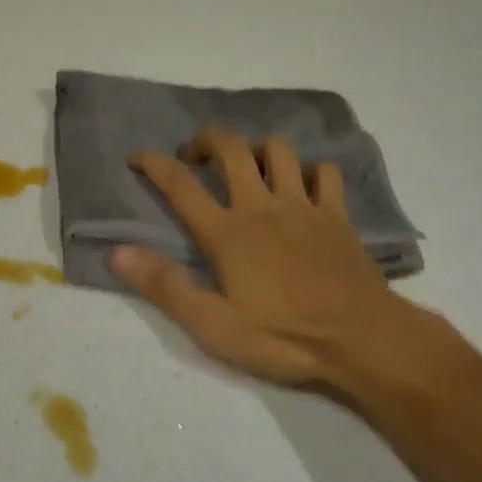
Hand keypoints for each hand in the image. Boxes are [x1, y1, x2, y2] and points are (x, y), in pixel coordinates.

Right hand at [111, 128, 450, 396]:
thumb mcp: (214, 324)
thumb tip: (117, 252)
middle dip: (208, 141)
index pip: (180, 185)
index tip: (136, 156)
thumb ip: (165, 286)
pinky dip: (312, 171)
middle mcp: (261, 206)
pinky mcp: (337, 216)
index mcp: (227, 232)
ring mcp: (303, 206)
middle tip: (196, 157)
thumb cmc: (284, 336)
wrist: (364, 340)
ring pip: (279, 151)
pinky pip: (325, 173)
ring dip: (258, 149)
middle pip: (231, 149)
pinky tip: (304, 185)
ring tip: (250, 167)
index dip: (153, 164)